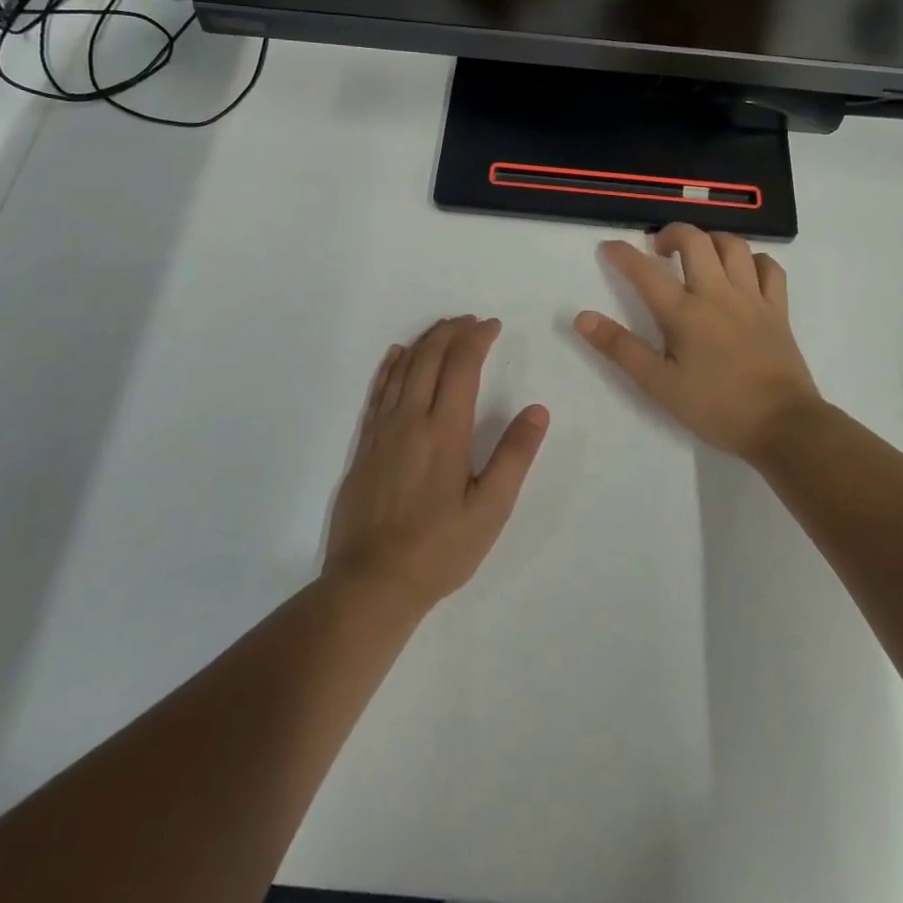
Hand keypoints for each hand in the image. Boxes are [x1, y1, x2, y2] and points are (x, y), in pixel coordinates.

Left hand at [323, 317, 549, 613]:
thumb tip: (537, 410)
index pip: (461, 365)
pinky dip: (390, 366)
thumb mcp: (490, 510)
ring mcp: (381, 430)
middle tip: (471, 321)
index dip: (477, 338)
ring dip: (424, 341)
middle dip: (452, 331)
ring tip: (443, 329)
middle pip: (429, 356)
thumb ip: (514, 456)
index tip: (493, 326)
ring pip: (402, 368)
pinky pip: (377, 390)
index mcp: (445, 430)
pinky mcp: (364, 444)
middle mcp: (410, 419)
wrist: (371, 581)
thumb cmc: (439, 549)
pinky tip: (397, 356)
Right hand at [575, 224, 823, 462]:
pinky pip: (770, 269)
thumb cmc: (716, 407)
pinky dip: (754, 260)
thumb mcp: (659, 385)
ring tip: (698, 253)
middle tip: (658, 249)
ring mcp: (752, 299)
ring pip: (734, 246)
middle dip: (672, 234)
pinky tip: (743, 270)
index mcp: (685, 313)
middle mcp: (718, 294)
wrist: (783, 426)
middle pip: (695, 241)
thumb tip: (582, 318)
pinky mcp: (778, 310)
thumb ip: (621, 348)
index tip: (609, 248)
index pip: (646, 272)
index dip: (623, 255)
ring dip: (711, 240)